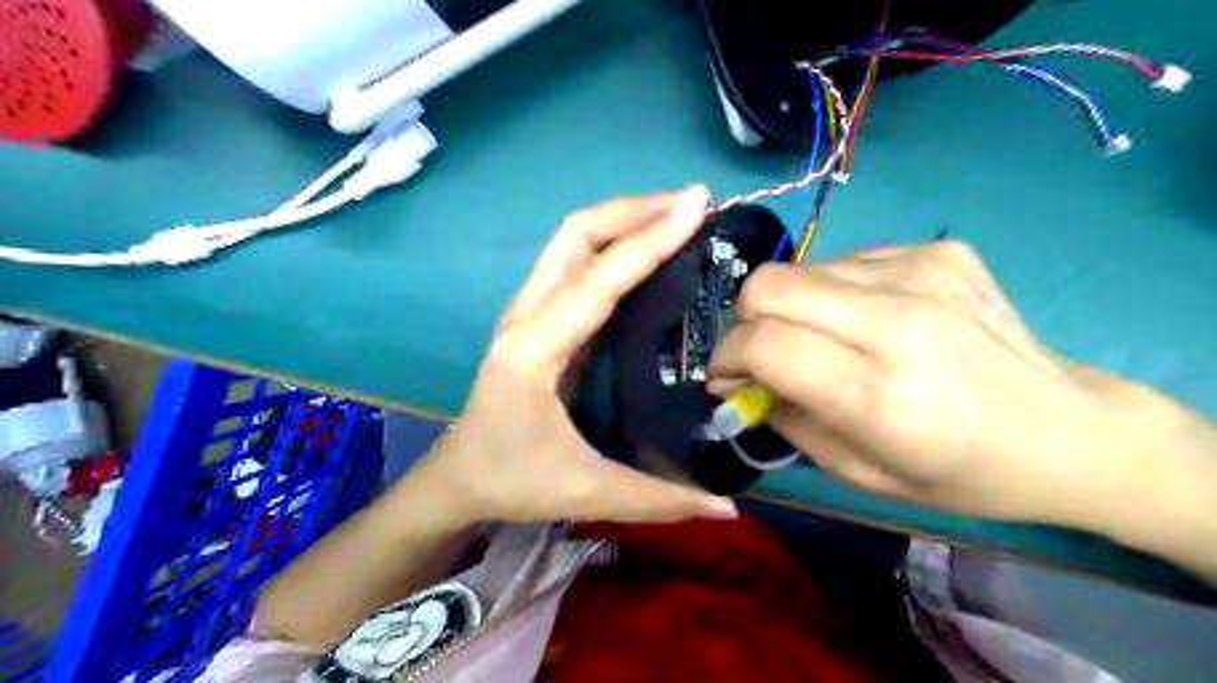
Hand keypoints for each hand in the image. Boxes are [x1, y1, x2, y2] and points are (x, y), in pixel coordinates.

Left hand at [414, 191, 737, 524]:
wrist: (457, 477)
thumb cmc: (512, 480)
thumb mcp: (586, 491)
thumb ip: (659, 498)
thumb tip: (729, 506)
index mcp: (535, 349)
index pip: (599, 279)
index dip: (650, 239)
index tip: (698, 207)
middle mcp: (526, 315)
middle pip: (576, 234)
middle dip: (635, 209)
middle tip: (694, 203)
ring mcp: (526, 311)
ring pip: (571, 240)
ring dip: (623, 218)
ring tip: (677, 214)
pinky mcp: (535, 317)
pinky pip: (574, 261)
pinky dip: (611, 242)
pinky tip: (645, 250)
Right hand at [709, 239, 1212, 526]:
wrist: (1066, 429)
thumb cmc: (958, 471)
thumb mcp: (858, 472)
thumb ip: (786, 419)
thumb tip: (739, 382)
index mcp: (879, 393)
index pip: (765, 342)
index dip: (728, 356)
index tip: (727, 378)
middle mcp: (898, 321)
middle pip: (769, 285)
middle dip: (745, 320)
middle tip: (761, 352)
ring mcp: (922, 273)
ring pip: (801, 269)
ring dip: (791, 307)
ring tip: (823, 340)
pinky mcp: (939, 250)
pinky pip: (845, 262)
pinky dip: (834, 294)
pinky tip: (868, 322)